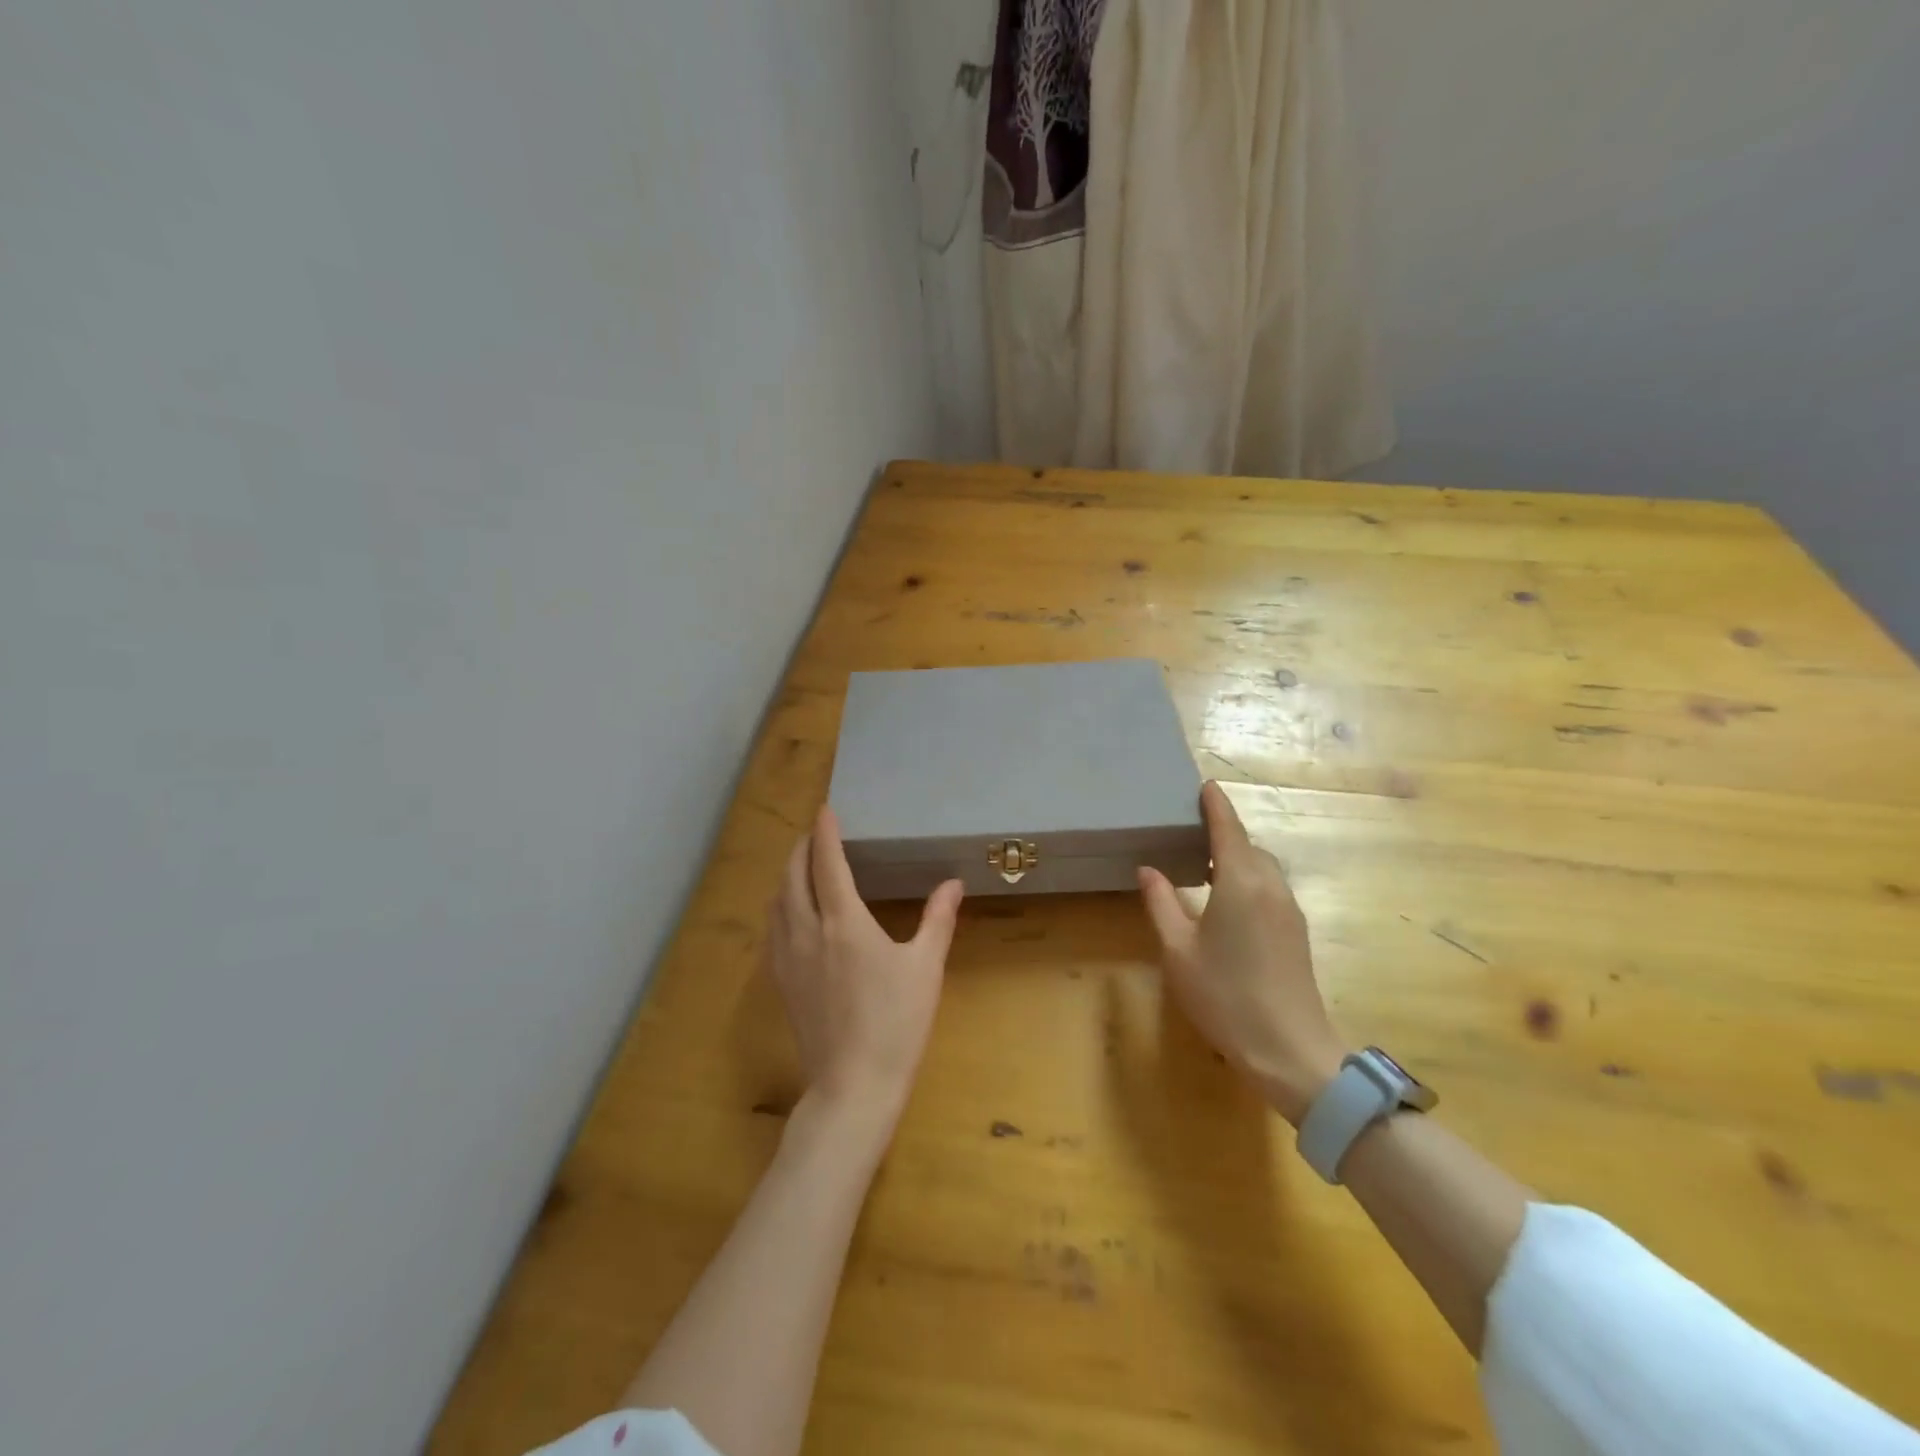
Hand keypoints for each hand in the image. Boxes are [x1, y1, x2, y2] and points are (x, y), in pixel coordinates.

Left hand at [763, 807, 963, 1138]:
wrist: (852, 1086)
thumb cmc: (896, 1024)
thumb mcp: (925, 968)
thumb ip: (938, 920)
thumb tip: (953, 883)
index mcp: (844, 922)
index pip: (827, 863)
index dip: (825, 833)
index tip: (825, 809)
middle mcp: (807, 931)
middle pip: (793, 876)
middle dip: (802, 848)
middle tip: (815, 833)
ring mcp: (788, 958)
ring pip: (776, 901)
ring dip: (787, 874)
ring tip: (802, 865)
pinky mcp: (781, 981)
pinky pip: (772, 928)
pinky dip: (779, 905)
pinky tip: (790, 912)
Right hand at [1138, 781, 1347, 1124]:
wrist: (1289, 1050)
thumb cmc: (1224, 996)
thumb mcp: (1178, 950)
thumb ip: (1161, 903)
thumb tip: (1149, 869)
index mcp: (1240, 882)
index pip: (1228, 829)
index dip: (1216, 805)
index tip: (1205, 785)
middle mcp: (1270, 886)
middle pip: (1248, 846)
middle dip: (1224, 833)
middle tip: (1191, 833)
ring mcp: (1289, 910)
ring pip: (1263, 868)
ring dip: (1237, 858)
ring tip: (1204, 867)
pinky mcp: (1296, 931)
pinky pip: (1270, 887)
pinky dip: (1248, 879)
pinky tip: (1226, 902)